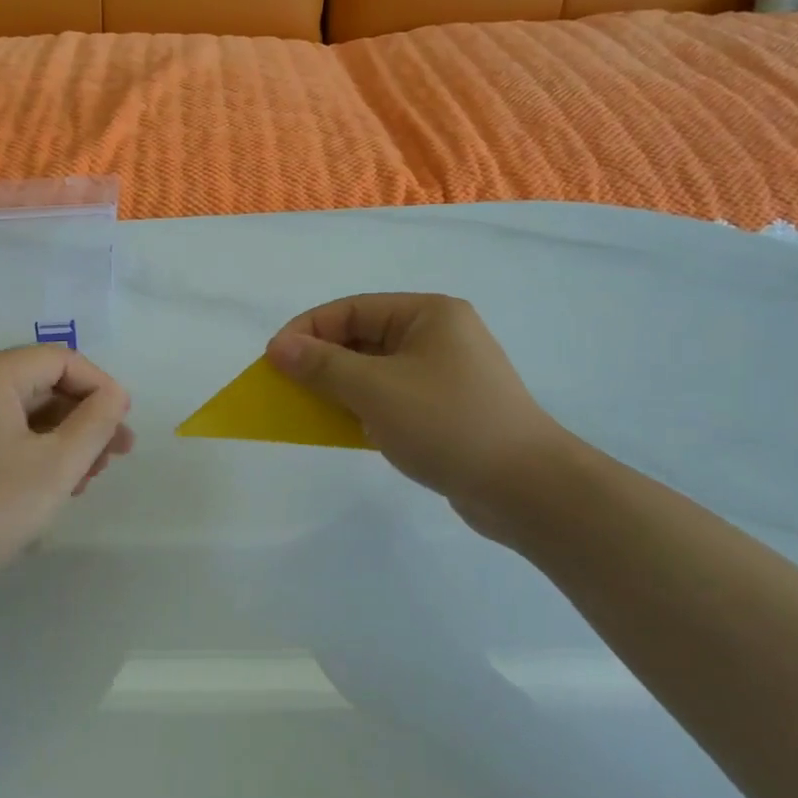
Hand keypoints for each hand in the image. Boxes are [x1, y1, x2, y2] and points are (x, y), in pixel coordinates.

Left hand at [0, 346, 134, 597]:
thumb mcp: (55, 467)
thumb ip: (95, 423)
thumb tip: (114, 395)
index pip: (59, 359)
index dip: (101, 388)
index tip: (124, 427)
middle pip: (37, 384)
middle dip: (81, 418)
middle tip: (113, 459)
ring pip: (15, 410)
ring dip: (57, 437)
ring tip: (85, 478)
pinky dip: (25, 448)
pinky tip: (46, 483)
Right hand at [266, 294, 574, 540]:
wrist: (525, 488)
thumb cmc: (447, 423)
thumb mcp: (375, 390)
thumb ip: (322, 366)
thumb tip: (278, 347)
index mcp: (427, 314)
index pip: (351, 309)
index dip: (306, 331)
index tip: (272, 360)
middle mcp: (437, 335)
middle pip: (362, 338)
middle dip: (320, 361)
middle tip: (284, 387)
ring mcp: (444, 374)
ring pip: (374, 370)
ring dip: (338, 387)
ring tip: (307, 409)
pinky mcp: (445, 409)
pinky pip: (390, 397)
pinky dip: (362, 408)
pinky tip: (343, 428)